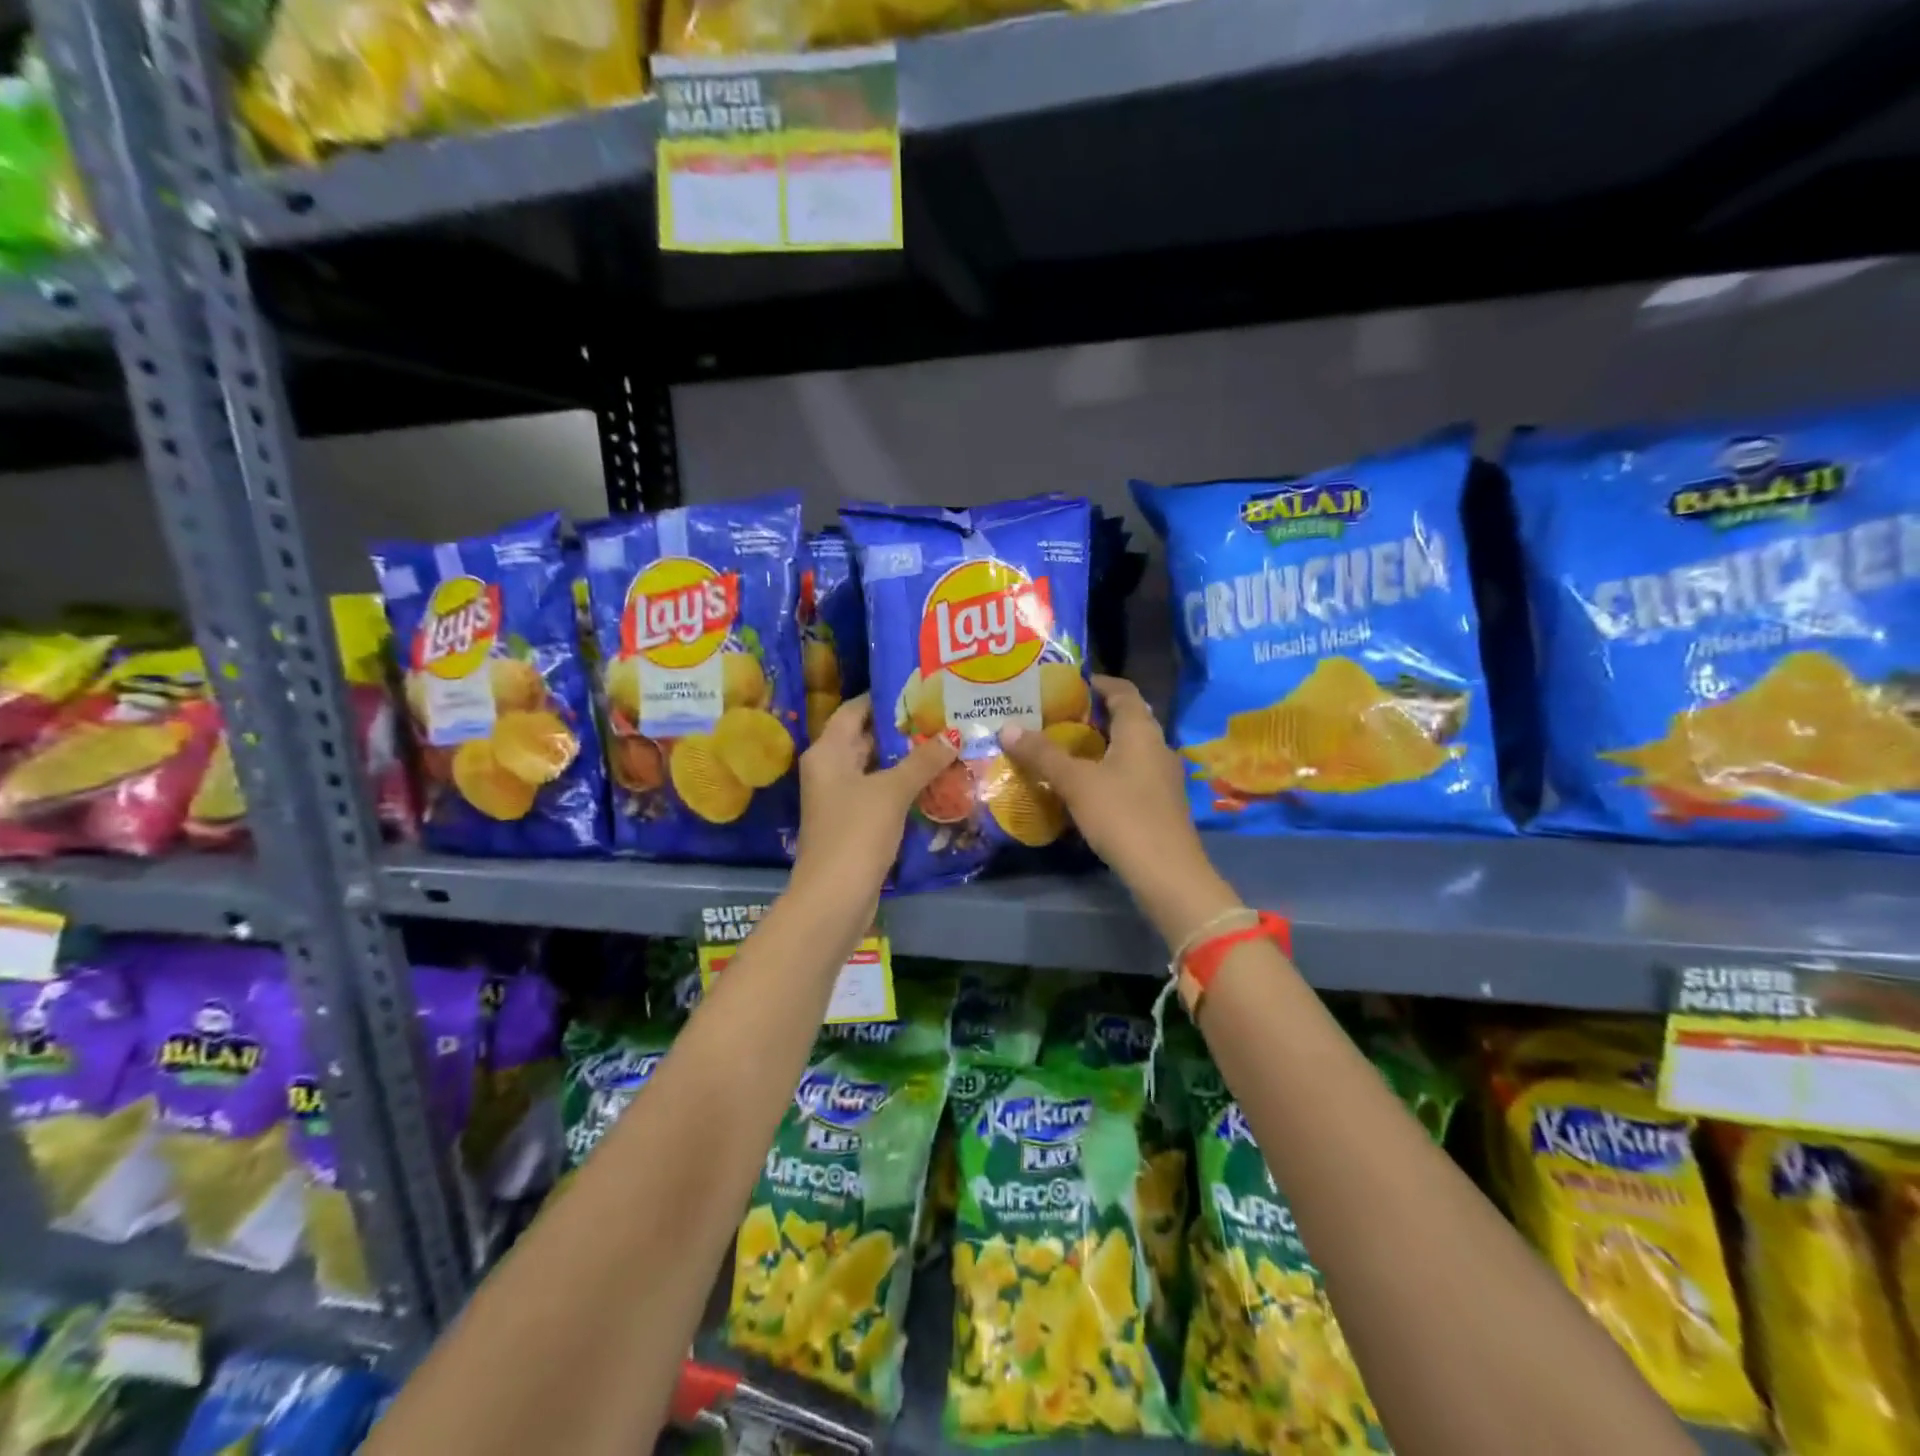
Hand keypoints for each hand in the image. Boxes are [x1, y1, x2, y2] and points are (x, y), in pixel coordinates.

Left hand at [796, 693, 955, 895]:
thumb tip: (954, 734)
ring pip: (876, 768)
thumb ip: (924, 760)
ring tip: (947, 743)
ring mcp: (841, 798)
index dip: (884, 697)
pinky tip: (936, 781)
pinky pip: (880, 793)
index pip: (855, 710)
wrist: (834, 897)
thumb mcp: (892, 791)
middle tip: (942, 714)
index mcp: (828, 752)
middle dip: (902, 728)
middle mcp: (829, 769)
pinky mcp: (854, 823)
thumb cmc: (857, 832)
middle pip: (866, 738)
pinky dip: (903, 785)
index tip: (920, 688)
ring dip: (907, 759)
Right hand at [1000, 675, 1236, 942]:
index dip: (1099, 682)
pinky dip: (1107, 770)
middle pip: (1127, 718)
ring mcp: (1162, 777)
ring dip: (1100, 745)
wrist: (1166, 873)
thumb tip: (1007, 727)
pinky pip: (1131, 773)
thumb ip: (1043, 754)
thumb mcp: (1076, 782)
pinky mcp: (1160, 803)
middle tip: (1057, 716)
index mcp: (1141, 730)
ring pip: (1128, 749)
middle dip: (1094, 715)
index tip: (1070, 682)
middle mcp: (1157, 746)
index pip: (1123, 691)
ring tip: (1063, 748)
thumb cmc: (1122, 815)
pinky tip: (1084, 785)